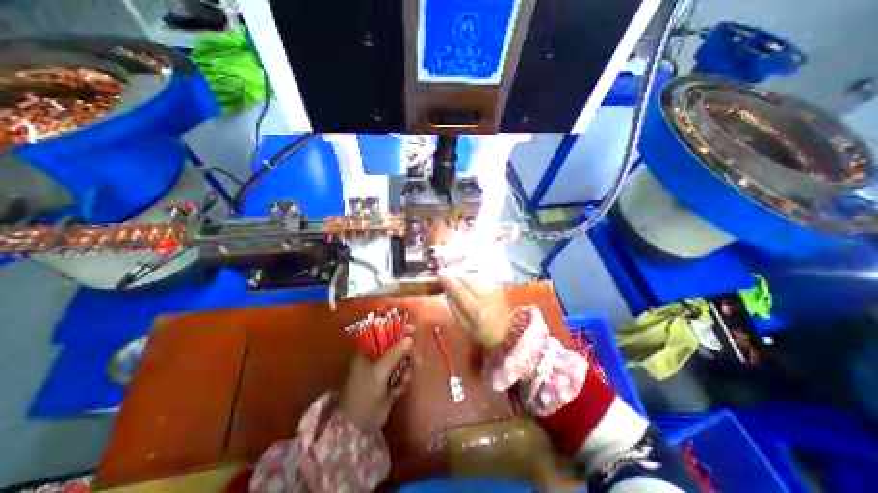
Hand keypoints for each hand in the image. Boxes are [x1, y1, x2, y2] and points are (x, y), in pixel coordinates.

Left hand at [339, 336, 414, 433]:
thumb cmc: (364, 393)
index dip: (398, 330)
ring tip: (406, 378)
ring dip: (406, 367)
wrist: (358, 427)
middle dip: (406, 352)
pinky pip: (401, 374)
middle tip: (415, 357)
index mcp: (367, 352)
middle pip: (396, 347)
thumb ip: (394, 354)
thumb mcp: (378, 372)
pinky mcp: (389, 383)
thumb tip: (410, 339)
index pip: (384, 334)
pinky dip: (403, 380)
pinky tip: (399, 389)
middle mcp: (376, 359)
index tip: (412, 330)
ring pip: (401, 361)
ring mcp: (383, 371)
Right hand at [438, 272, 516, 348]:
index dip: (449, 280)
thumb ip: (454, 307)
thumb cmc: (482, 333)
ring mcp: (494, 289)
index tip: (439, 273)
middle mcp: (487, 296)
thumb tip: (446, 290)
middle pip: (467, 280)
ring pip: (474, 276)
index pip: (461, 290)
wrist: (507, 332)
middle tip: (444, 273)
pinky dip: (470, 275)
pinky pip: (480, 276)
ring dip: (462, 274)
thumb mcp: (464, 325)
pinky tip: (465, 279)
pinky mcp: (497, 285)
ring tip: (453, 276)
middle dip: (454, 274)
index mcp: (478, 310)